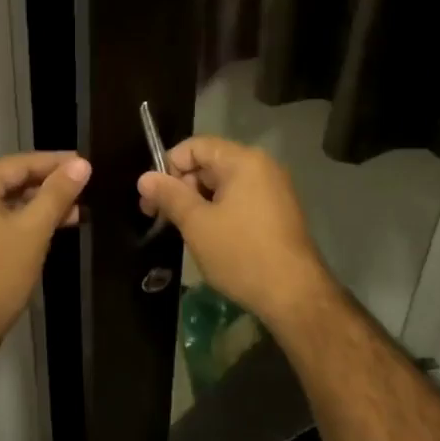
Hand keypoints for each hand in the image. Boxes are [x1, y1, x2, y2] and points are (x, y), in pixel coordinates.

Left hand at [0, 151, 90, 357]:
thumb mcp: (33, 230)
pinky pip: (4, 223)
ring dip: (42, 205)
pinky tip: (54, 230)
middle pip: (14, 181)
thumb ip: (57, 194)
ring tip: (78, 211)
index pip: (20, 163)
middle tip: (85, 186)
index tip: (85, 163)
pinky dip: (29, 222)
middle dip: (50, 184)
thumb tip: (82, 164)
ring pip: (11, 204)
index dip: (54, 161)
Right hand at [137, 136, 333, 329]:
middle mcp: (262, 166)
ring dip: (199, 201)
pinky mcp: (279, 211)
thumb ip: (170, 196)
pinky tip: (211, 237)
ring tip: (185, 231)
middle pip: (210, 163)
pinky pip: (241, 199)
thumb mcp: (197, 224)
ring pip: (224, 184)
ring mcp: (274, 189)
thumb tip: (144, 177)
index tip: (152, 200)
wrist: (295, 294)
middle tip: (162, 218)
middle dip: (182, 186)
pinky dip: (220, 211)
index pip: (195, 146)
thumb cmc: (241, 254)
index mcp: (243, 160)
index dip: (168, 168)